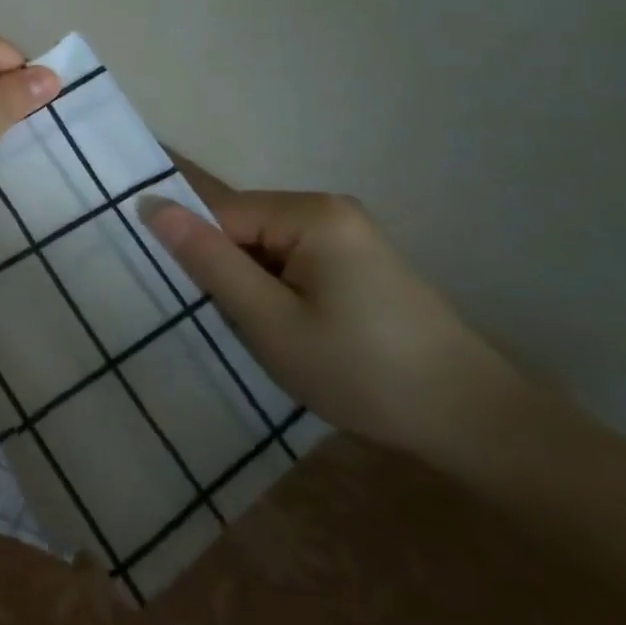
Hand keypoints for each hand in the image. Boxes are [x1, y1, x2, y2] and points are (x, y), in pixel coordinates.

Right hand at [139, 190, 523, 457]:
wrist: (473, 420)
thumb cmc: (362, 371)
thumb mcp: (271, 323)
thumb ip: (209, 262)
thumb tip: (152, 204)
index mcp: (310, 213)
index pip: (221, 215)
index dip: (201, 258)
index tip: (198, 304)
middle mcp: (328, 208)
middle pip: (244, 226)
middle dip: (230, 273)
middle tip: (239, 328)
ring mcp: (348, 232)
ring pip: (265, 246)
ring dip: (254, 285)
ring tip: (269, 335)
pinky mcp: (358, 259)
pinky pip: (293, 259)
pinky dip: (280, 290)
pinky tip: (297, 331)